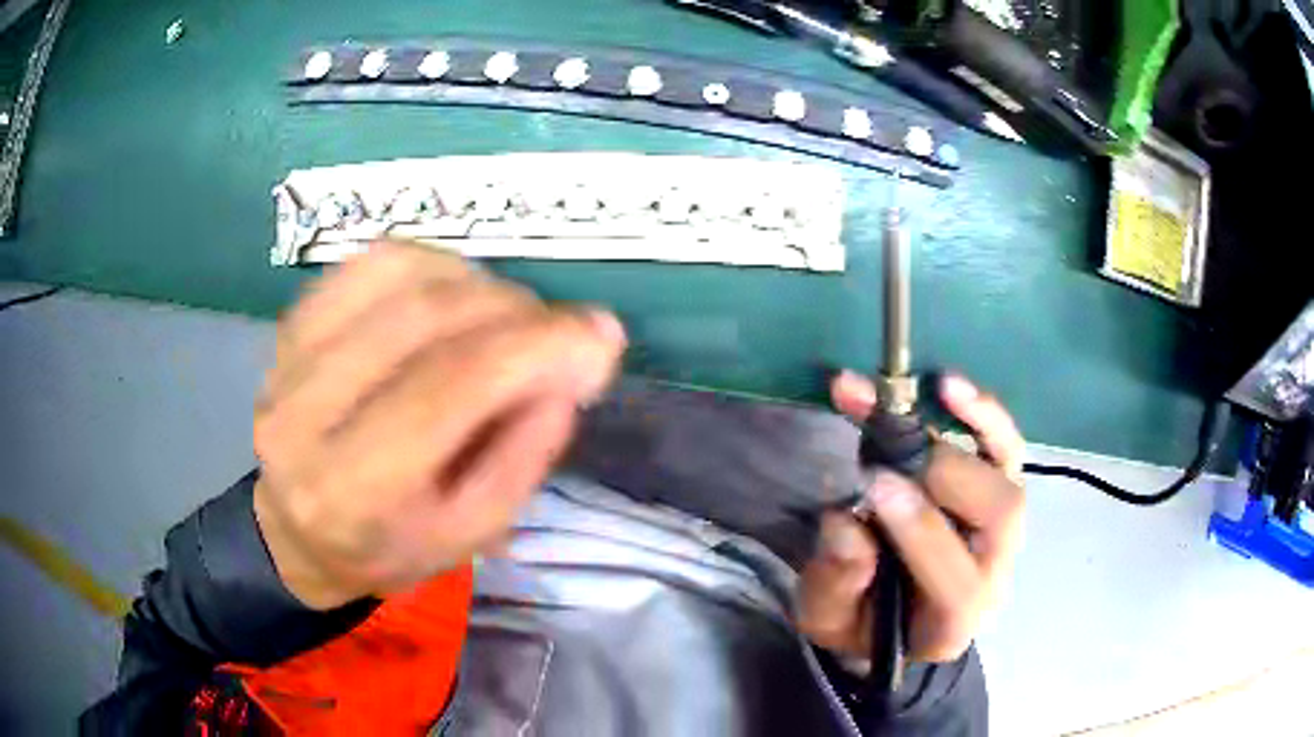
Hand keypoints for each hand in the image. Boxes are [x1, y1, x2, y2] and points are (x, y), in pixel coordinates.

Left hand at [252, 243, 625, 609]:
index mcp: (351, 490)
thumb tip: (573, 359)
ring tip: (509, 320)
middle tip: (561, 333)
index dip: (535, 347)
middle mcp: (304, 413)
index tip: (601, 337)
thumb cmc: (390, 546)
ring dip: (478, 283)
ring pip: (400, 274)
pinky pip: (373, 262)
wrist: (301, 531)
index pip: (448, 387)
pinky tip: (458, 295)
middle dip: (516, 311)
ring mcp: (287, 358)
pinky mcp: (290, 323)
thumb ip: (525, 452)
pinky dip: (435, 265)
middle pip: (425, 318)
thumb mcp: (472, 533)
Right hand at [798, 372, 1024, 662]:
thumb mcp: (828, 619)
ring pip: (1008, 473)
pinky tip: (950, 387)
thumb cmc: (862, 622)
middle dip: (943, 475)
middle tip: (886, 455)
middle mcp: (994, 571)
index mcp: (953, 621)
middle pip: (998, 515)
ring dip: (973, 426)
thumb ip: (836, 583)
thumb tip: (848, 524)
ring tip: (933, 390)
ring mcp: (1004, 530)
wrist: (898, 617)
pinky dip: (983, 414)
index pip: (957, 581)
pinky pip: (1005, 448)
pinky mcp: (999, 491)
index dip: (920, 530)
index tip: (872, 485)